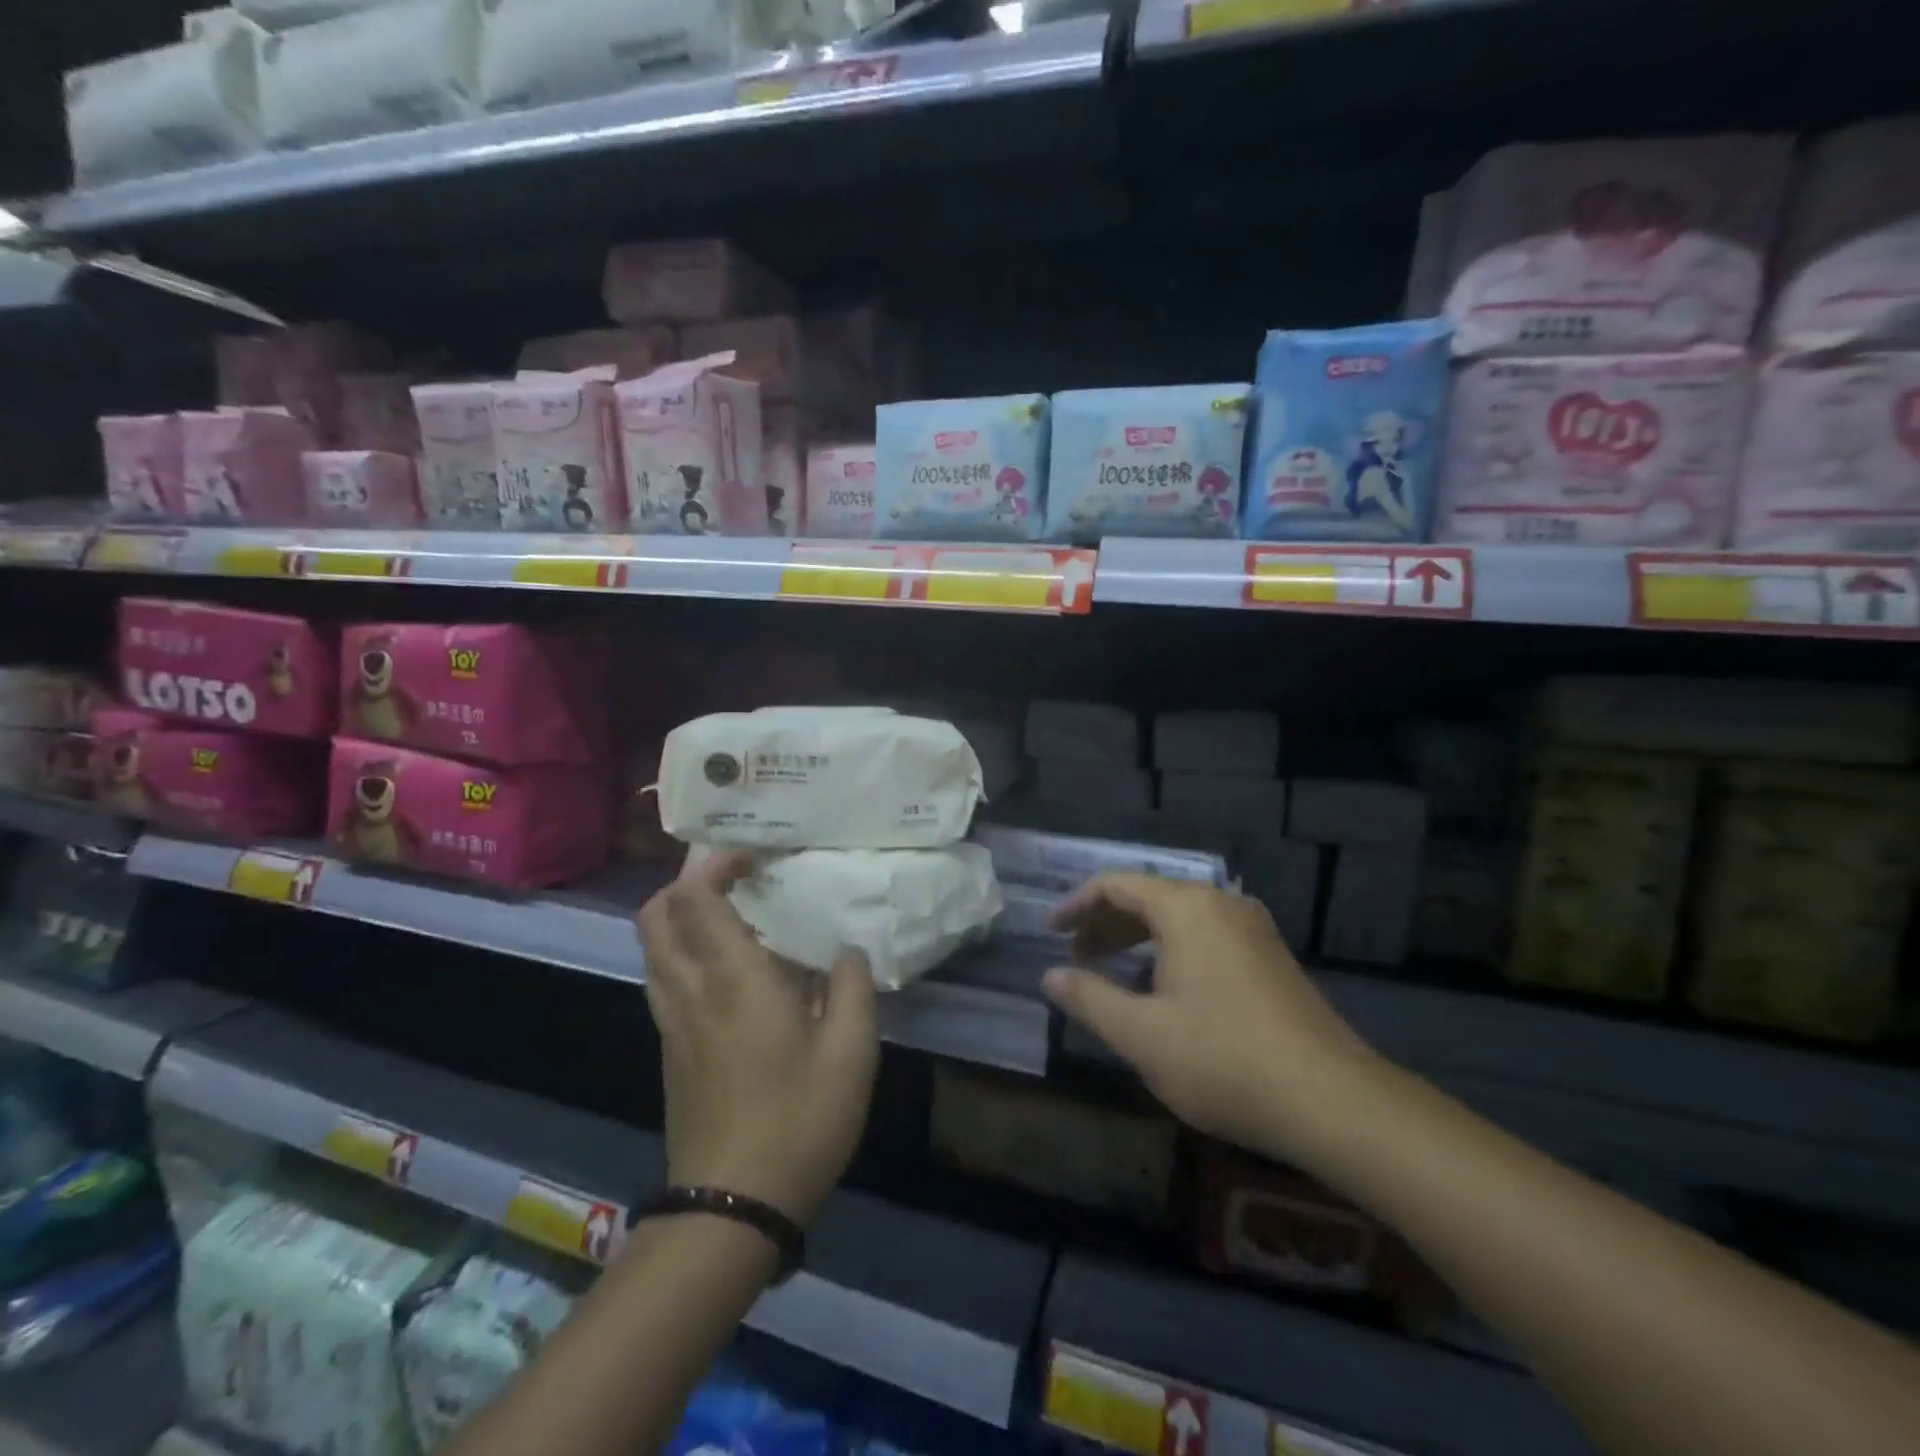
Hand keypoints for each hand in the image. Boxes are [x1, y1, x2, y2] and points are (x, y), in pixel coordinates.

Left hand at [636, 852, 878, 1226]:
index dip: (714, 864)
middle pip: (655, 916)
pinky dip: (684, 954)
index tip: (752, 857)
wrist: (730, 1209)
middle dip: (685, 883)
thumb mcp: (852, 1053)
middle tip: (735, 880)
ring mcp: (672, 1023)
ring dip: (682, 918)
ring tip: (735, 920)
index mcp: (735, 980)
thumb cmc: (799, 1122)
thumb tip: (845, 951)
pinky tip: (731, 974)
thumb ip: (853, 988)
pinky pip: (664, 980)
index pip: (695, 898)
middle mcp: (691, 991)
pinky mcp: (670, 1051)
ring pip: (653, 949)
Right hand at [1043, 874, 1378, 1163]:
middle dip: (1105, 923)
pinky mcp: (1272, 957)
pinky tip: (1163, 987)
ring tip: (1111, 971)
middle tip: (1075, 958)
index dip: (1076, 905)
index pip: (1116, 885)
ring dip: (1137, 937)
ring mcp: (1253, 929)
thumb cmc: (1225, 1061)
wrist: (1335, 1102)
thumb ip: (1089, 998)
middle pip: (1148, 896)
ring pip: (1179, 917)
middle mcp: (1221, 905)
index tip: (1049, 933)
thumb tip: (1049, 976)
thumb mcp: (1142, 1035)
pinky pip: (1206, 935)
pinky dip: (1170, 949)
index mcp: (1187, 909)